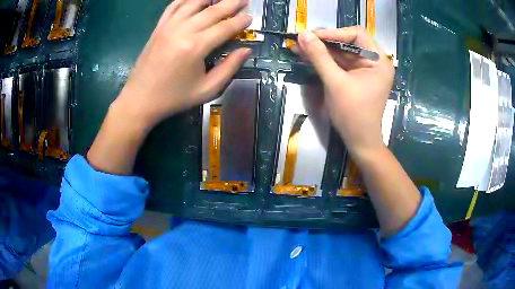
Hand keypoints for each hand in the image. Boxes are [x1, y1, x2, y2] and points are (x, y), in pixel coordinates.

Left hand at [87, 0, 252, 173]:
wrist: (140, 99)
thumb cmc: (174, 98)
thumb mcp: (206, 90)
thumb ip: (229, 68)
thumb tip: (246, 50)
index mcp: (196, 47)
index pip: (225, 27)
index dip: (240, 21)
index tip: (250, 17)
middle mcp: (183, 30)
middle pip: (212, 10)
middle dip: (231, 3)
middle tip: (244, 0)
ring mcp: (168, 26)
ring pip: (193, 3)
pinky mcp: (158, 27)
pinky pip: (174, 6)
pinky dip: (186, 0)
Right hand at [294, 26, 394, 157]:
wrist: (360, 141)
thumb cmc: (353, 114)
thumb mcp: (335, 83)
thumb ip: (319, 57)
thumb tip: (303, 34)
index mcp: (378, 61)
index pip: (356, 35)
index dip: (334, 32)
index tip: (311, 35)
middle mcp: (374, 61)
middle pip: (348, 42)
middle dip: (324, 41)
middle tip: (302, 40)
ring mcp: (365, 69)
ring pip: (342, 51)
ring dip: (321, 50)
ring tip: (299, 47)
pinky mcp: (356, 76)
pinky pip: (340, 62)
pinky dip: (325, 59)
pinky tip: (308, 56)